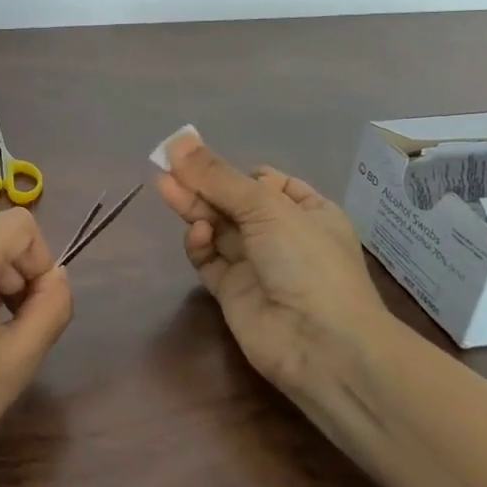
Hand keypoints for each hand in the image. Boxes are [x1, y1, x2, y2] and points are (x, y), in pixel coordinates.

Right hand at [155, 133, 387, 389]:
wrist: (321, 345)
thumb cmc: (307, 262)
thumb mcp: (265, 207)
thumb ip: (217, 176)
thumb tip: (178, 141)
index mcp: (307, 211)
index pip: (264, 182)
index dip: (233, 171)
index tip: (201, 159)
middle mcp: (282, 236)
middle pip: (232, 202)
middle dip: (202, 185)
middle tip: (165, 165)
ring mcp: (256, 265)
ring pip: (217, 228)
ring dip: (194, 208)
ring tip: (164, 186)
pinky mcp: (232, 291)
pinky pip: (209, 259)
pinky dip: (200, 245)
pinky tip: (197, 234)